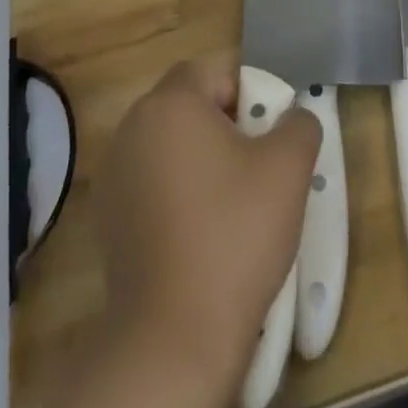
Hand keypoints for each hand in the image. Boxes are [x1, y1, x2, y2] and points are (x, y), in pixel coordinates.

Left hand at [88, 57, 319, 402]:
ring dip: (200, 159)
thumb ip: (299, 123)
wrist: (174, 336)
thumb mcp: (288, 168)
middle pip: (188, 105)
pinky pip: (151, 183)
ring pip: (169, 145)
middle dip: (225, 124)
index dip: (247, 91)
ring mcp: (114, 173)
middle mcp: (133, 126)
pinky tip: (199, 233)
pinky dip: (176, 194)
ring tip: (232, 202)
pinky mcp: (107, 218)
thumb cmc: (234, 234)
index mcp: (170, 103)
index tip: (268, 130)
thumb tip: (294, 117)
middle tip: (257, 164)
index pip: (212, 71)